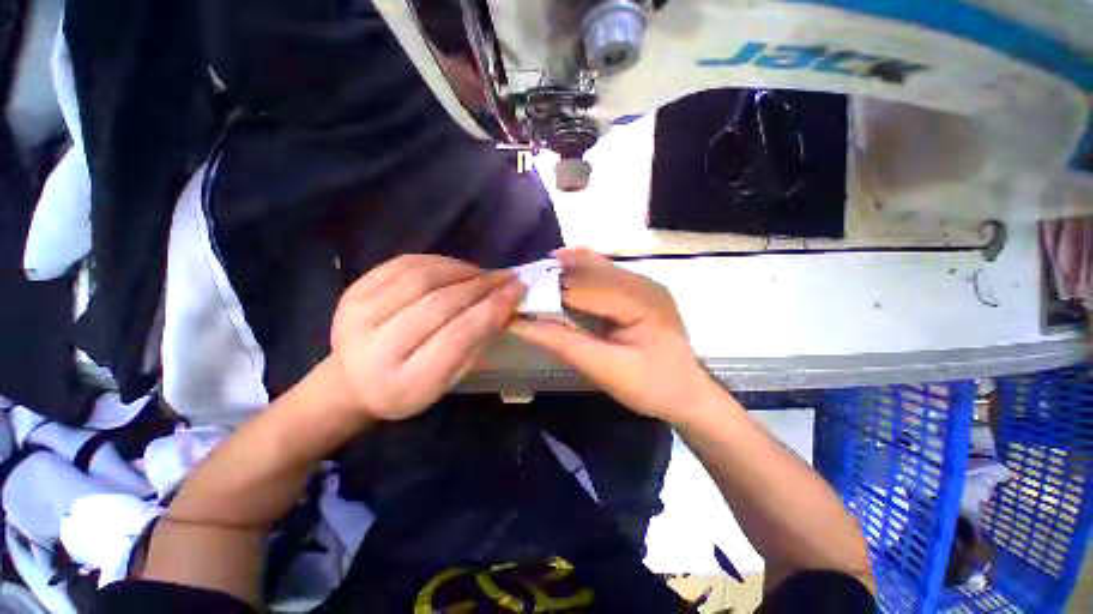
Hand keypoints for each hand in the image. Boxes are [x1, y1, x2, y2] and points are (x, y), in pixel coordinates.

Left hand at [330, 255, 525, 420]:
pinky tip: (455, 268)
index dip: (492, 308)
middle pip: (440, 303)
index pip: (458, 336)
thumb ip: (475, 343)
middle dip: (481, 286)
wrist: (351, 383)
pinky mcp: (352, 291)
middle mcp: (376, 347)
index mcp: (405, 382)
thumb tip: (504, 304)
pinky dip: (437, 261)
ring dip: (461, 270)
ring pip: (421, 278)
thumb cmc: (408, 388)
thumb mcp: (448, 380)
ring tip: (482, 274)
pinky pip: (402, 264)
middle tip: (506, 277)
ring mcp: (357, 314)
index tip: (518, 289)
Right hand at [510, 249, 716, 422]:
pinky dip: (581, 270)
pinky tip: (562, 265)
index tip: (515, 297)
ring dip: (565, 270)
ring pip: (597, 267)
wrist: (690, 395)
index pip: (584, 289)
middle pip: (589, 272)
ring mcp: (644, 284)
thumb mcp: (605, 370)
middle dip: (553, 277)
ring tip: (534, 275)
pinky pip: (606, 273)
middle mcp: (644, 283)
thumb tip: (521, 324)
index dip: (548, 292)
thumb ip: (564, 343)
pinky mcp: (640, 291)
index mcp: (641, 302)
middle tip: (520, 282)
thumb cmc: (652, 388)